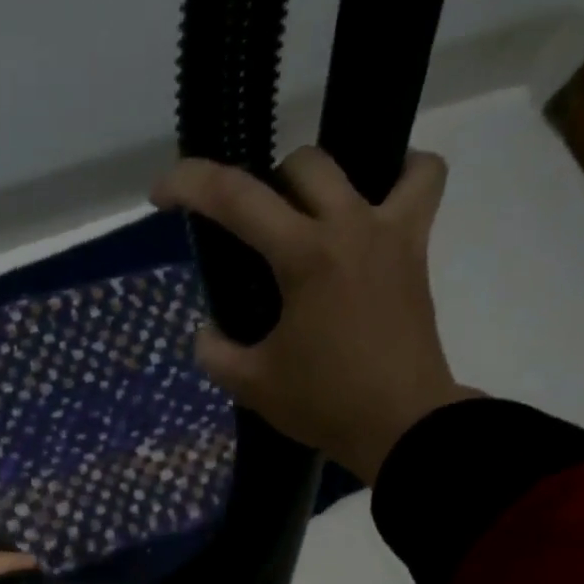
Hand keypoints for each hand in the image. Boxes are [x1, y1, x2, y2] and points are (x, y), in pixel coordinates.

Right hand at [152, 148, 482, 483]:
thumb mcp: (251, 385)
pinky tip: (372, 214)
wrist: (400, 424)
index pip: (237, 198)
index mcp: (305, 256)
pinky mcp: (416, 251)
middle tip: (252, 235)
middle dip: (265, 187)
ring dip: (331, 181)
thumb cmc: (323, 403)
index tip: (162, 193)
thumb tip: (208, 332)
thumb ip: (216, 353)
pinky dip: (401, 181)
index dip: (190, 184)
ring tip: (314, 219)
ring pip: (371, 159)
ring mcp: (392, 232)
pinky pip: (421, 185)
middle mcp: (351, 226)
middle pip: (303, 165)